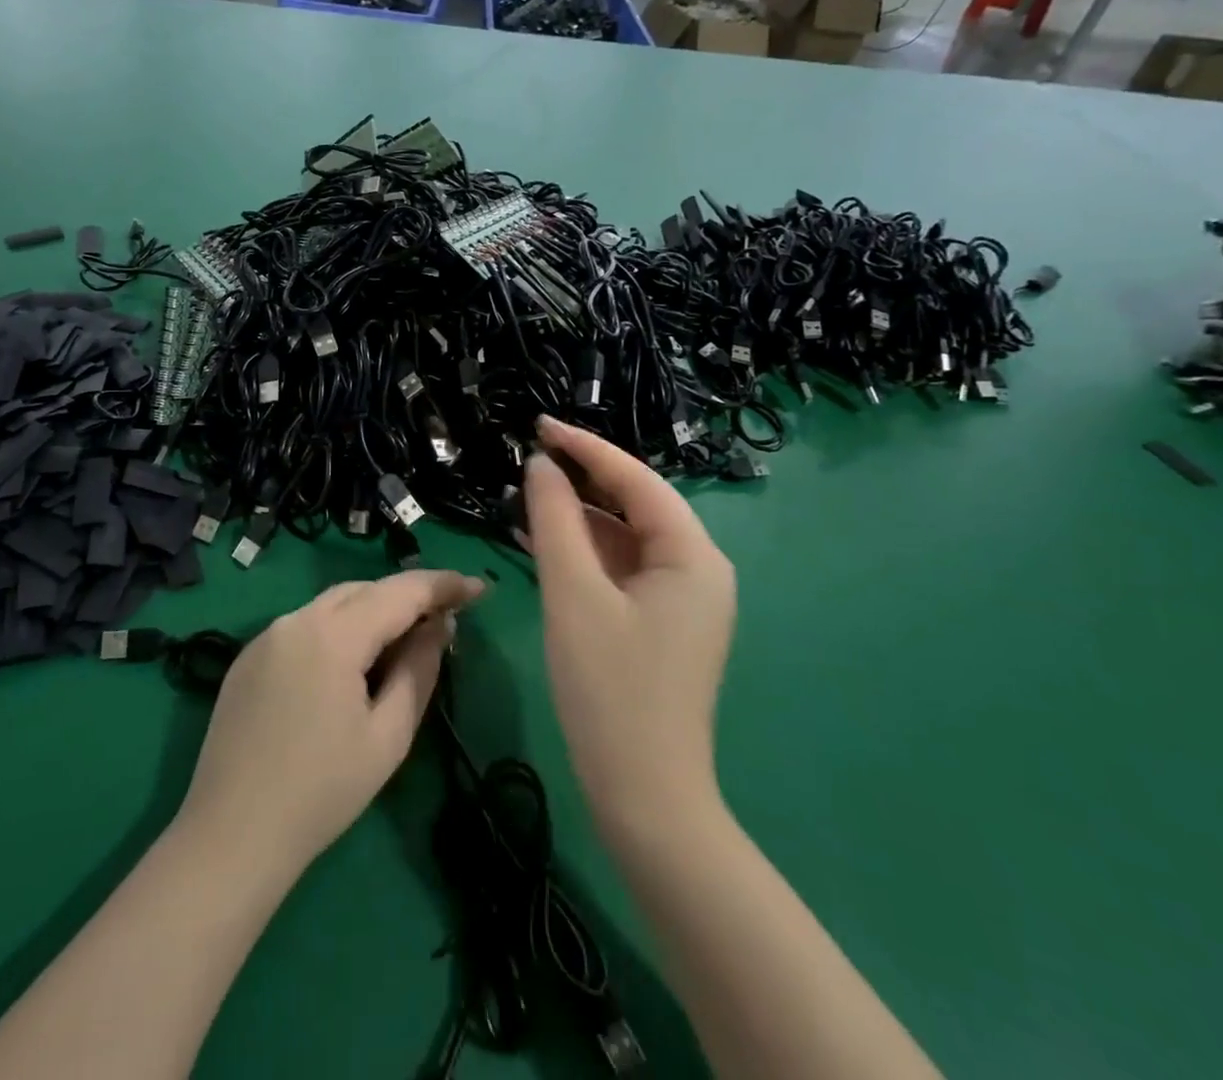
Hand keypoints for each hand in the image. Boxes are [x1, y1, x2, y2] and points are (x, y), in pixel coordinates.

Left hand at [176, 568, 484, 877]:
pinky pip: (305, 626)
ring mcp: (266, 636)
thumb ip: (419, 669)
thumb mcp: (388, 736)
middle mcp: (296, 619)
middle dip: (407, 597)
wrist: (230, 836)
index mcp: (333, 634)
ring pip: (333, 604)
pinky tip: (348, 665)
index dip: (444, 585)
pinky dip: (337, 630)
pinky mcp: (247, 657)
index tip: (479, 588)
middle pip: (364, 590)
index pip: (400, 592)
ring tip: (401, 642)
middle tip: (443, 621)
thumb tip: (440, 626)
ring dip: (372, 612)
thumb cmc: (322, 792)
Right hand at [524, 416, 736, 825]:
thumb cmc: (609, 689)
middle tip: (528, 457)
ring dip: (578, 517)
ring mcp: (681, 599)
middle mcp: (697, 569)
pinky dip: (583, 553)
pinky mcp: (660, 623)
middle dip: (582, 480)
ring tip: (525, 497)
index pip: (636, 480)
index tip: (538, 424)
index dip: (585, 447)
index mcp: (693, 556)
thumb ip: (555, 520)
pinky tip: (541, 543)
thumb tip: (540, 465)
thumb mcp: (573, 594)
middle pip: (635, 504)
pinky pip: (621, 569)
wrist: (644, 797)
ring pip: (625, 537)